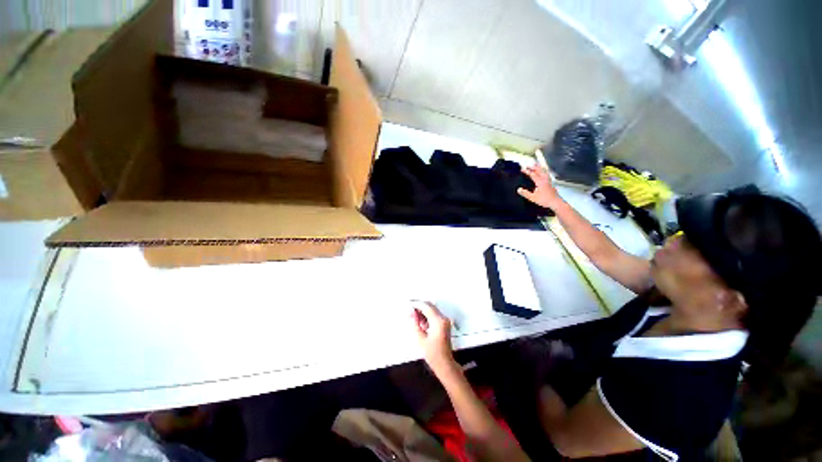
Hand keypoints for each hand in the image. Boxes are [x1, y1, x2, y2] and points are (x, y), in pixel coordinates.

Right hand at [412, 302, 456, 375]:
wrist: (445, 363)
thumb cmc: (432, 354)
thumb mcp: (420, 339)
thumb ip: (415, 323)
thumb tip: (411, 312)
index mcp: (438, 321)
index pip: (426, 306)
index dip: (416, 304)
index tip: (408, 304)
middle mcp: (443, 318)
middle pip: (429, 306)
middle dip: (419, 306)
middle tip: (409, 310)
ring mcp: (444, 320)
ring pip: (431, 309)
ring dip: (422, 311)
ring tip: (413, 317)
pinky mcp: (444, 323)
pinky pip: (434, 314)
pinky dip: (426, 315)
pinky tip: (420, 322)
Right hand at [518, 165, 560, 208]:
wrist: (556, 202)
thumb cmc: (545, 200)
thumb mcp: (532, 198)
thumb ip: (525, 193)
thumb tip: (519, 189)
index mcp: (540, 182)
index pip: (532, 174)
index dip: (527, 171)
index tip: (522, 169)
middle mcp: (545, 180)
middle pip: (539, 170)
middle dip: (533, 167)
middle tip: (528, 166)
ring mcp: (549, 181)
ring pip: (544, 171)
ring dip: (539, 168)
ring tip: (536, 166)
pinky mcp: (551, 183)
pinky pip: (546, 174)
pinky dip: (543, 172)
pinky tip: (542, 173)